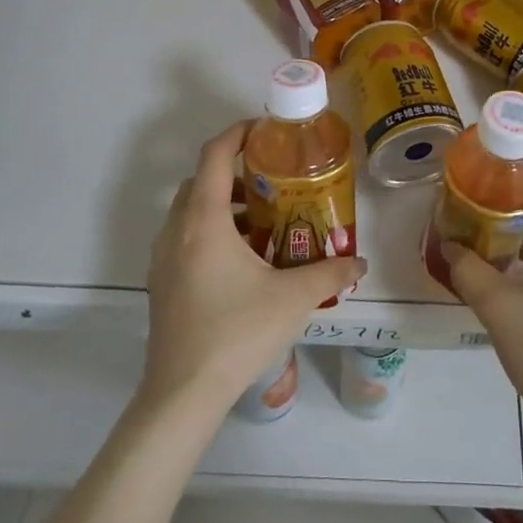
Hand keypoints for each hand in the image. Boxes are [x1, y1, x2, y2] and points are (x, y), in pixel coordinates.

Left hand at [141, 121, 364, 416]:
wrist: (183, 393)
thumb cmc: (237, 332)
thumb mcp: (293, 298)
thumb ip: (331, 273)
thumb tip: (361, 263)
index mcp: (204, 221)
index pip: (214, 156)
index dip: (237, 133)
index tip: (264, 129)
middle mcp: (177, 230)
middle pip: (199, 181)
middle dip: (233, 173)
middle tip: (271, 181)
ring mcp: (163, 258)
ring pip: (189, 211)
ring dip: (221, 205)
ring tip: (262, 223)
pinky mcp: (161, 283)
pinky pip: (183, 238)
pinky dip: (209, 231)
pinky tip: (242, 261)